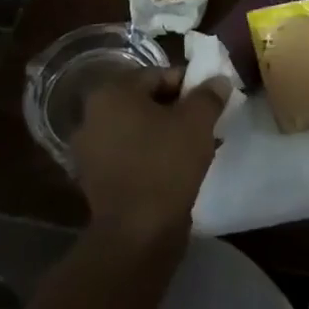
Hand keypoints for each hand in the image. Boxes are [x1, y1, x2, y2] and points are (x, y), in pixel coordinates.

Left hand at [70, 67, 230, 243]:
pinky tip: (177, 169)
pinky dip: (152, 156)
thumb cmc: (166, 164)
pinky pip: (130, 156)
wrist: (137, 233)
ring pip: (138, 130)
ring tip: (197, 148)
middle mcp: (92, 116)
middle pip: (145, 102)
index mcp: (111, 93)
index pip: (158, 75)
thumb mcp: (197, 122)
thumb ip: (209, 95)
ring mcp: (90, 151)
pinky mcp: (96, 181)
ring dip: (166, 134)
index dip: (189, 85)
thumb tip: (218, 80)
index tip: (211, 102)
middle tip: (206, 124)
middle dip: (178, 110)